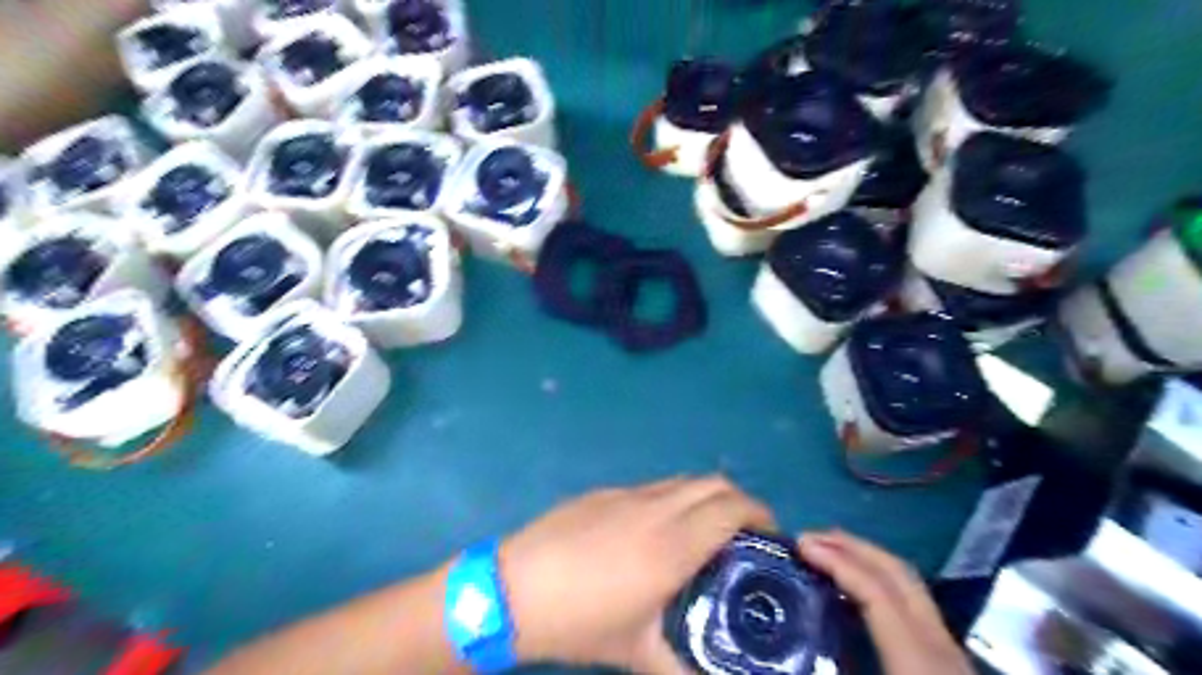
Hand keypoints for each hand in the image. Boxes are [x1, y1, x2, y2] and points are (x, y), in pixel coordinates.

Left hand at [499, 479, 769, 670]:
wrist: (513, 586)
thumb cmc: (578, 620)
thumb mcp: (635, 652)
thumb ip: (680, 671)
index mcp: (673, 544)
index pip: (732, 509)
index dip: (759, 514)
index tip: (769, 535)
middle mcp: (657, 508)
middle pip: (714, 483)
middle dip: (739, 501)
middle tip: (744, 533)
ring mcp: (628, 494)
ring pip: (683, 481)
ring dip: (704, 497)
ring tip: (704, 529)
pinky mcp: (604, 491)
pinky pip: (652, 486)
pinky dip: (672, 498)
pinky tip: (656, 529)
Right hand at [797, 532, 975, 674]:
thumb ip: (832, 669)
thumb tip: (775, 667)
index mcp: (919, 662)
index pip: (877, 592)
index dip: (838, 562)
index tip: (800, 546)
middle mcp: (939, 645)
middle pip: (898, 574)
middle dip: (852, 546)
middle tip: (808, 538)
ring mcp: (948, 650)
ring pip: (909, 584)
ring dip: (866, 558)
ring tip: (827, 552)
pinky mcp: (947, 660)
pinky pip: (911, 601)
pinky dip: (878, 580)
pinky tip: (856, 591)